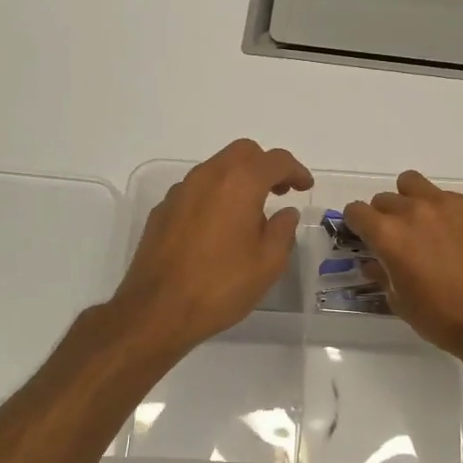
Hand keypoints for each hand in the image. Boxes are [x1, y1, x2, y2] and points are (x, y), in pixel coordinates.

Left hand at [111, 139, 314, 358]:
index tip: (305, 187)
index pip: (275, 160)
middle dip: (265, 166)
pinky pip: (195, 190)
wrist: (157, 309)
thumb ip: (283, 230)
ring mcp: (180, 191)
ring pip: (216, 168)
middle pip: (243, 152)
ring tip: (250, 211)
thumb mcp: (268, 263)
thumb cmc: (221, 285)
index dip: (296, 171)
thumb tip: (286, 212)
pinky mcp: (162, 210)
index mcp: (239, 183)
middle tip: (279, 192)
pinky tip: (217, 226)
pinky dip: (214, 196)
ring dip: (238, 179)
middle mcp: (208, 176)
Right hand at [344, 172, 462, 364]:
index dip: (356, 224)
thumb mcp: (400, 301)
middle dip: (384, 216)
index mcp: (388, 234)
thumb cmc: (441, 317)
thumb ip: (382, 275)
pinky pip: (450, 197)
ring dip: (411, 200)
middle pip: (385, 198)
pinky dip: (446, 211)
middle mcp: (413, 210)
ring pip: (414, 184)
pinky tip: (458, 236)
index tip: (364, 237)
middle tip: (399, 239)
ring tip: (425, 225)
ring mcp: (447, 203)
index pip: (356, 211)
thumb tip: (373, 263)